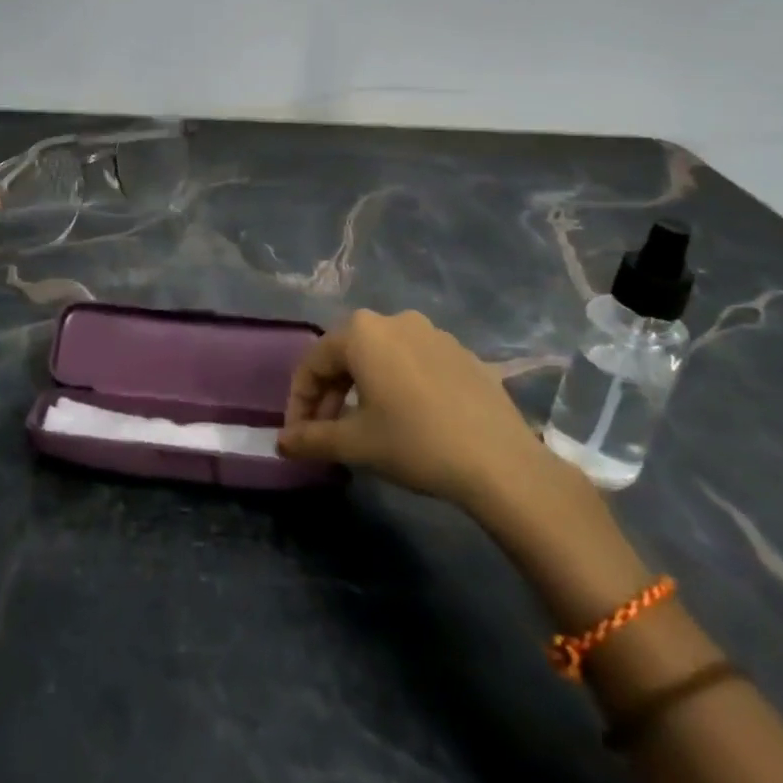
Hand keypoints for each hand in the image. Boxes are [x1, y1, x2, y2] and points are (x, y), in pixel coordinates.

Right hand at [277, 309, 567, 519]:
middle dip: (330, 395)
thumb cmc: (415, 443)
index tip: (297, 436)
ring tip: (364, 427)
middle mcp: (393, 320)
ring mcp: (432, 332)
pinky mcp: (461, 352)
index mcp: (361, 331)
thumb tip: (281, 443)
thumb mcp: (356, 444)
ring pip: (381, 358)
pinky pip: (414, 364)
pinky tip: (407, 419)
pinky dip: (398, 386)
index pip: (313, 363)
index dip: (299, 401)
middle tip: (326, 434)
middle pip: (347, 356)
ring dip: (363, 389)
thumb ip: (311, 438)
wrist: (501, 463)